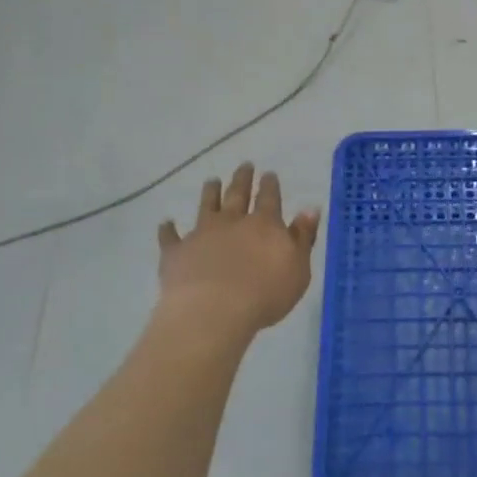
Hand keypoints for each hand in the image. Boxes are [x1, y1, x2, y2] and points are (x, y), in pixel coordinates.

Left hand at [157, 163, 320, 335]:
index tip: (269, 173)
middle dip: (242, 179)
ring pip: (206, 206)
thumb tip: (310, 209)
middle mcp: (232, 222)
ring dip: (210, 192)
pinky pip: (170, 237)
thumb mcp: (298, 268)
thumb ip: (303, 237)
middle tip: (244, 165)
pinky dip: (168, 229)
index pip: (269, 198)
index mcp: (264, 224)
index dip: (270, 185)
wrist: (213, 311)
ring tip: (212, 181)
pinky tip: (166, 223)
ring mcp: (201, 234)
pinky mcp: (176, 252)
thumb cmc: (265, 294)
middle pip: (237, 194)